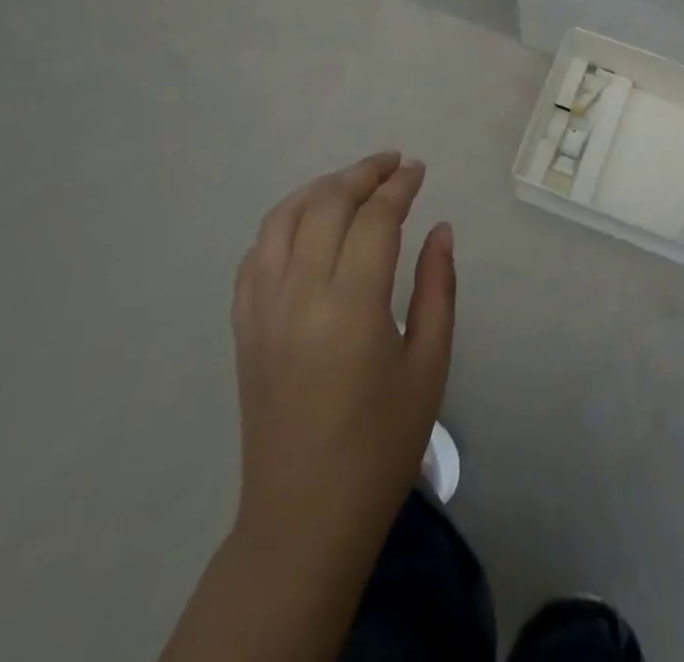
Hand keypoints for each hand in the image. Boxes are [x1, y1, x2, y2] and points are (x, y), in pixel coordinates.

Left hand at [160, 152, 454, 661]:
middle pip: (327, 204)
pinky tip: (306, 223)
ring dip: (320, 189)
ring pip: (283, 218)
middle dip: (363, 174)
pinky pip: (256, 254)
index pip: (375, 218)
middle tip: (393, 164)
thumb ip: (437, 287)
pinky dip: (283, 222)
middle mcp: (300, 294)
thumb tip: (440, 229)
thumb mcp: (429, 364)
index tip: (418, 169)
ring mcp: (263, 309)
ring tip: (352, 182)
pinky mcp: (244, 327)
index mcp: (352, 305)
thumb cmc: (381, 444)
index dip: (399, 186)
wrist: (304, 517)